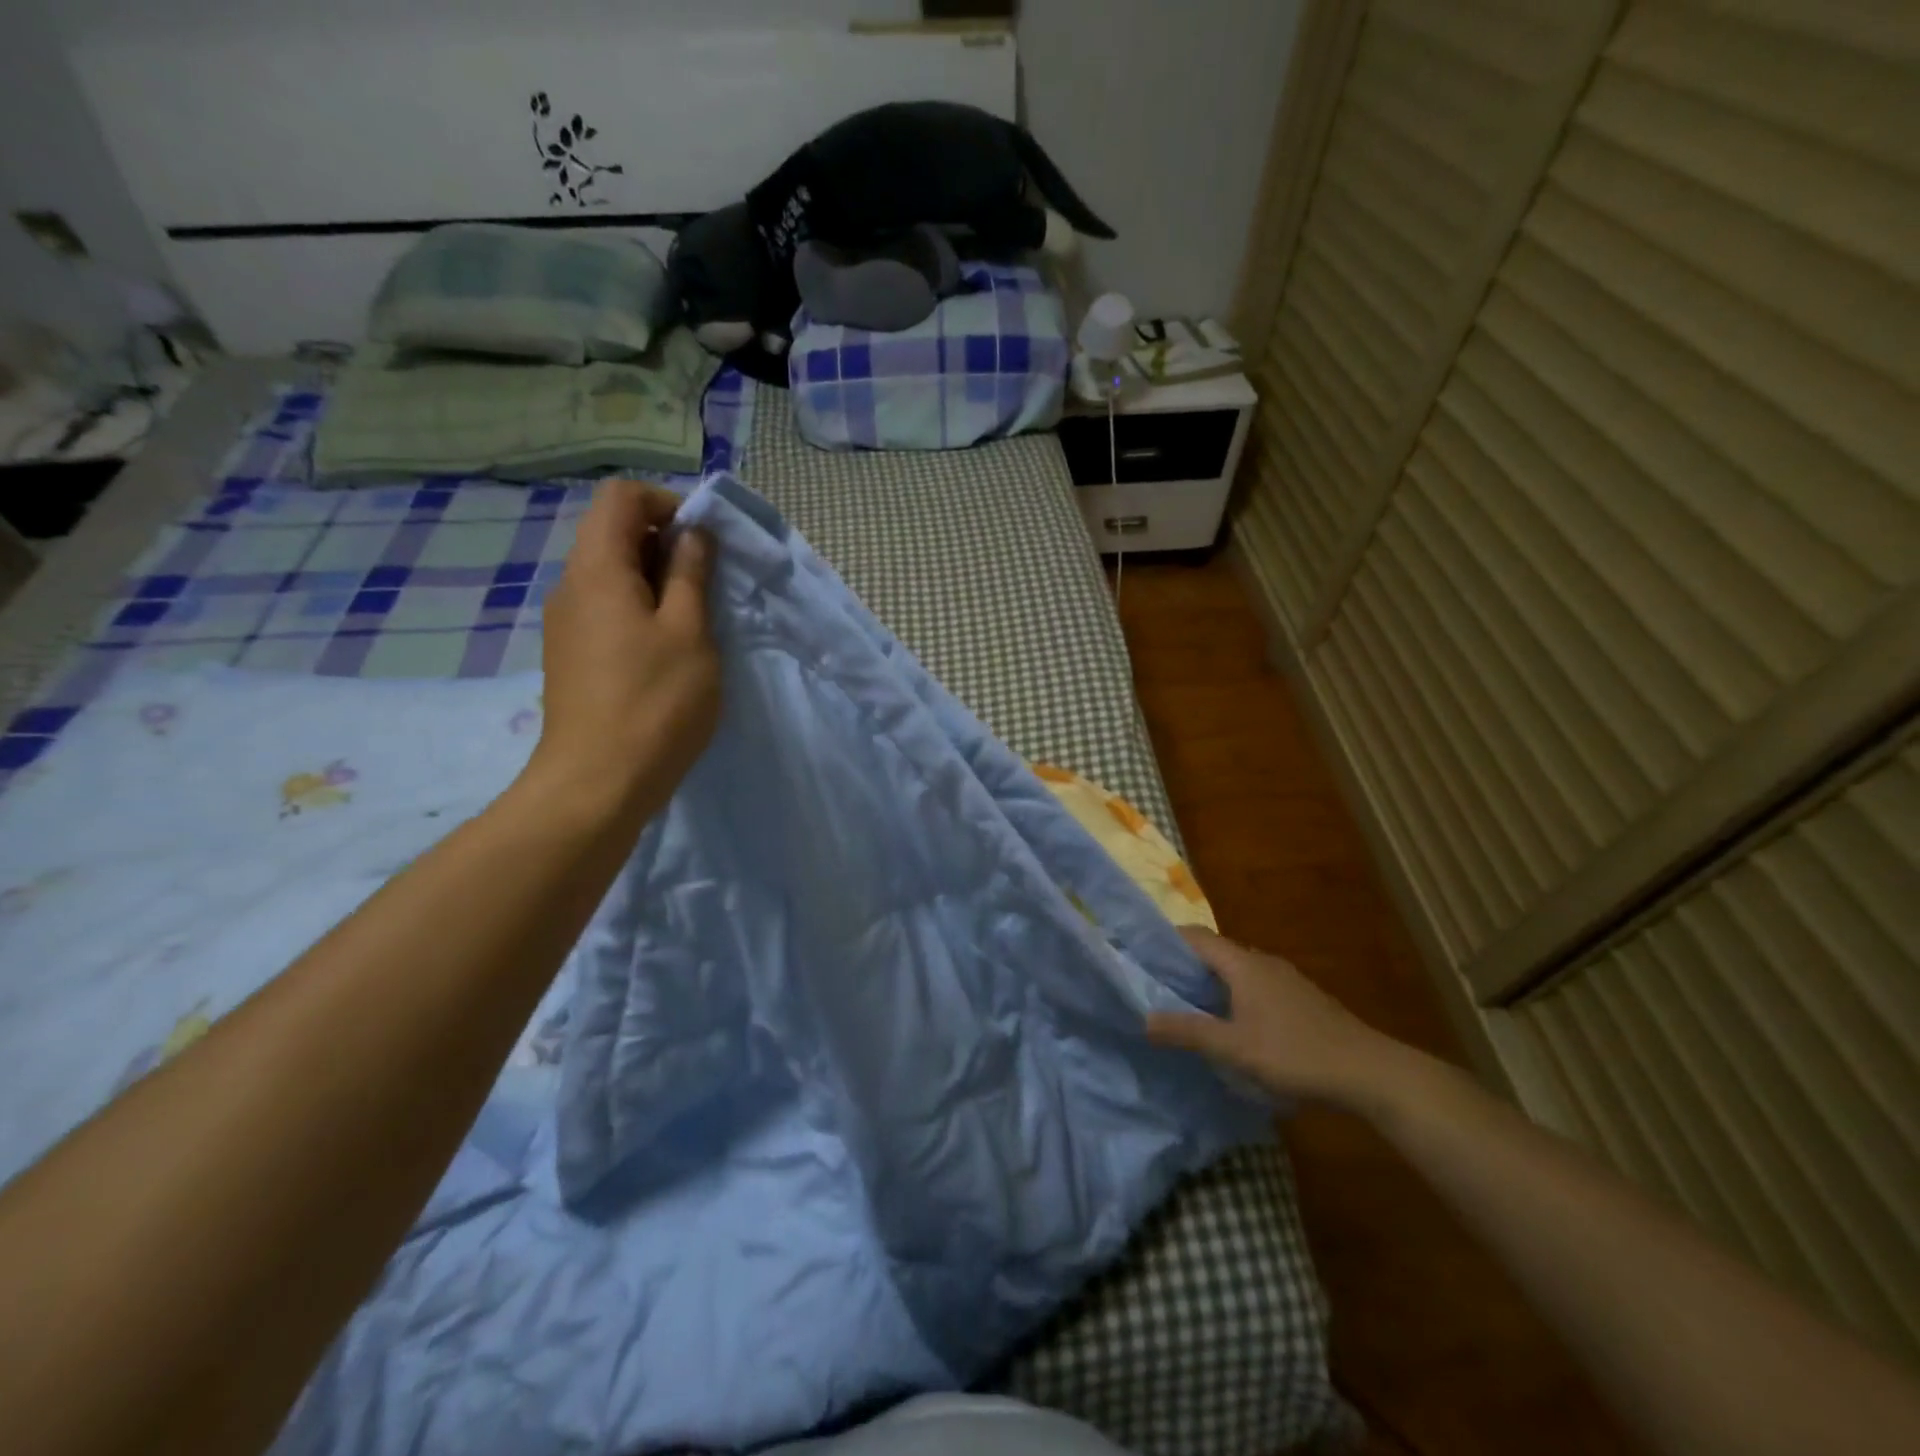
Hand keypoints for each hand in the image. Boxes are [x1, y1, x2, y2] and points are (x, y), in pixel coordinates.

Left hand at [529, 481, 720, 821]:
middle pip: (613, 533)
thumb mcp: (690, 632)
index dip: (666, 504)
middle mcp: (571, 586)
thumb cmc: (655, 702)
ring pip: (611, 575)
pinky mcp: (572, 655)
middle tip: (707, 585)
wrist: (597, 782)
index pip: (621, 497)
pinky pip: (606, 609)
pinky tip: (667, 651)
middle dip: (665, 544)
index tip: (704, 542)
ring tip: (693, 623)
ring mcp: (566, 623)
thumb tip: (693, 534)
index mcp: (597, 569)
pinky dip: (640, 610)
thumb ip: (691, 574)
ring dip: (656, 581)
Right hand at [1146, 928, 1411, 1110]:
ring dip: (1208, 983)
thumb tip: (1143, 1018)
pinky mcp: (1300, 1000)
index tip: (1139, 955)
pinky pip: (1253, 986)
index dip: (1165, 941)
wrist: (1370, 1073)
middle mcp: (1262, 962)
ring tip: (1183, 1006)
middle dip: (1182, 965)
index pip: (1195, 936)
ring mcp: (1284, 980)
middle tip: (1153, 985)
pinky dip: (1231, 996)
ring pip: (1234, 971)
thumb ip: (1188, 1031)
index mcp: (1243, 964)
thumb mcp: (1235, 1047)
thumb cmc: (1297, 1054)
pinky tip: (1229, 1025)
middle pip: (1214, 952)